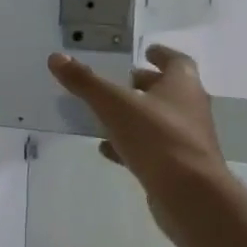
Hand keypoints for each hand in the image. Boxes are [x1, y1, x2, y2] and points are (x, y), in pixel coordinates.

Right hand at [48, 45, 230, 239]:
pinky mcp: (177, 167)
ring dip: (136, 115)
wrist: (190, 195)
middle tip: (121, 81)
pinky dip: (130, 145)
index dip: (162, 55)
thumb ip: (86, 82)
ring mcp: (185, 140)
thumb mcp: (115, 105)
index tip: (146, 51)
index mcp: (182, 86)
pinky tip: (107, 149)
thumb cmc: (157, 138)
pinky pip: (151, 149)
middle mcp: (189, 109)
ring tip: (107, 114)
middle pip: (168, 91)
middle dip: (145, 85)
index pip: (177, 62)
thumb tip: (56, 57)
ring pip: (159, 121)